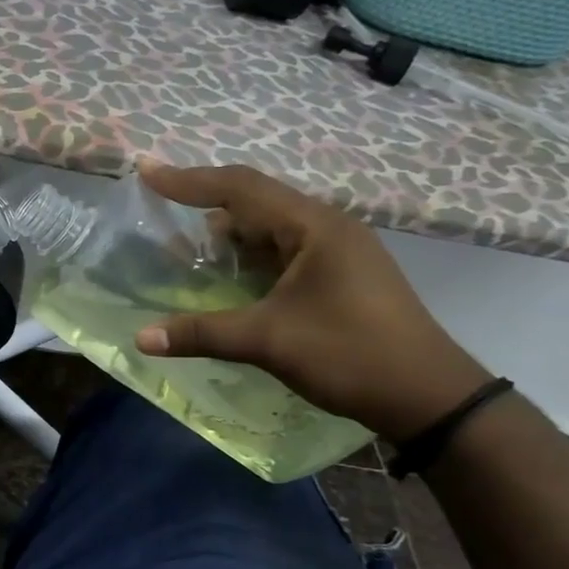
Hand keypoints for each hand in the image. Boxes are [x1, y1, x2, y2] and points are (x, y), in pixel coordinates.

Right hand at [133, 161, 490, 441]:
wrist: (428, 396)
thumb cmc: (351, 355)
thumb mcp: (269, 341)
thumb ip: (202, 333)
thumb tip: (140, 338)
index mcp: (314, 227)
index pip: (240, 188)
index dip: (188, 180)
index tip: (146, 172)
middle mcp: (326, 227)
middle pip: (254, 201)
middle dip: (203, 201)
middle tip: (159, 204)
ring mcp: (336, 251)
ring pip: (269, 227)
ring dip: (226, 234)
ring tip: (184, 245)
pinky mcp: (338, 275)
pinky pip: (282, 250)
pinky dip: (247, 256)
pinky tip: (226, 274)